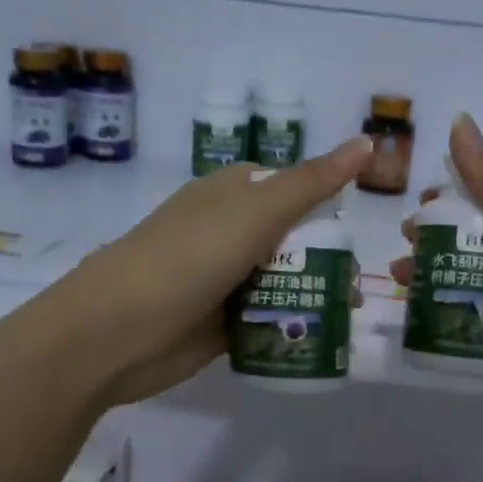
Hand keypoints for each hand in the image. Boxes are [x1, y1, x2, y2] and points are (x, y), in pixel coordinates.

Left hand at [46, 137, 373, 405]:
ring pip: (282, 282)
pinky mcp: (220, 324)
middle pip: (292, 240)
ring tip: (349, 315)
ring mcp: (223, 279)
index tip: (361, 229)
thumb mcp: (256, 212)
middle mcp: (228, 233)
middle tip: (359, 285)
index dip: (329, 203)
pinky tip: (322, 339)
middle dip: (328, 259)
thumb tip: (367, 141)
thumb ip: (312, 183)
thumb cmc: (187, 258)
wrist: (115, 332)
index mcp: (232, 194)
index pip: (292, 187)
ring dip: (314, 296)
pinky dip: (291, 327)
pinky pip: (266, 320)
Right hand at [390, 115, 482, 431]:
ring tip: (402, 284)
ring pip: (473, 279)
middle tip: (402, 253)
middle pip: (475, 239)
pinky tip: (421, 320)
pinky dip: (452, 316)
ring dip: (436, 278)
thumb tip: (457, 119)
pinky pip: (481, 320)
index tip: (415, 210)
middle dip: (435, 242)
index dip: (449, 198)